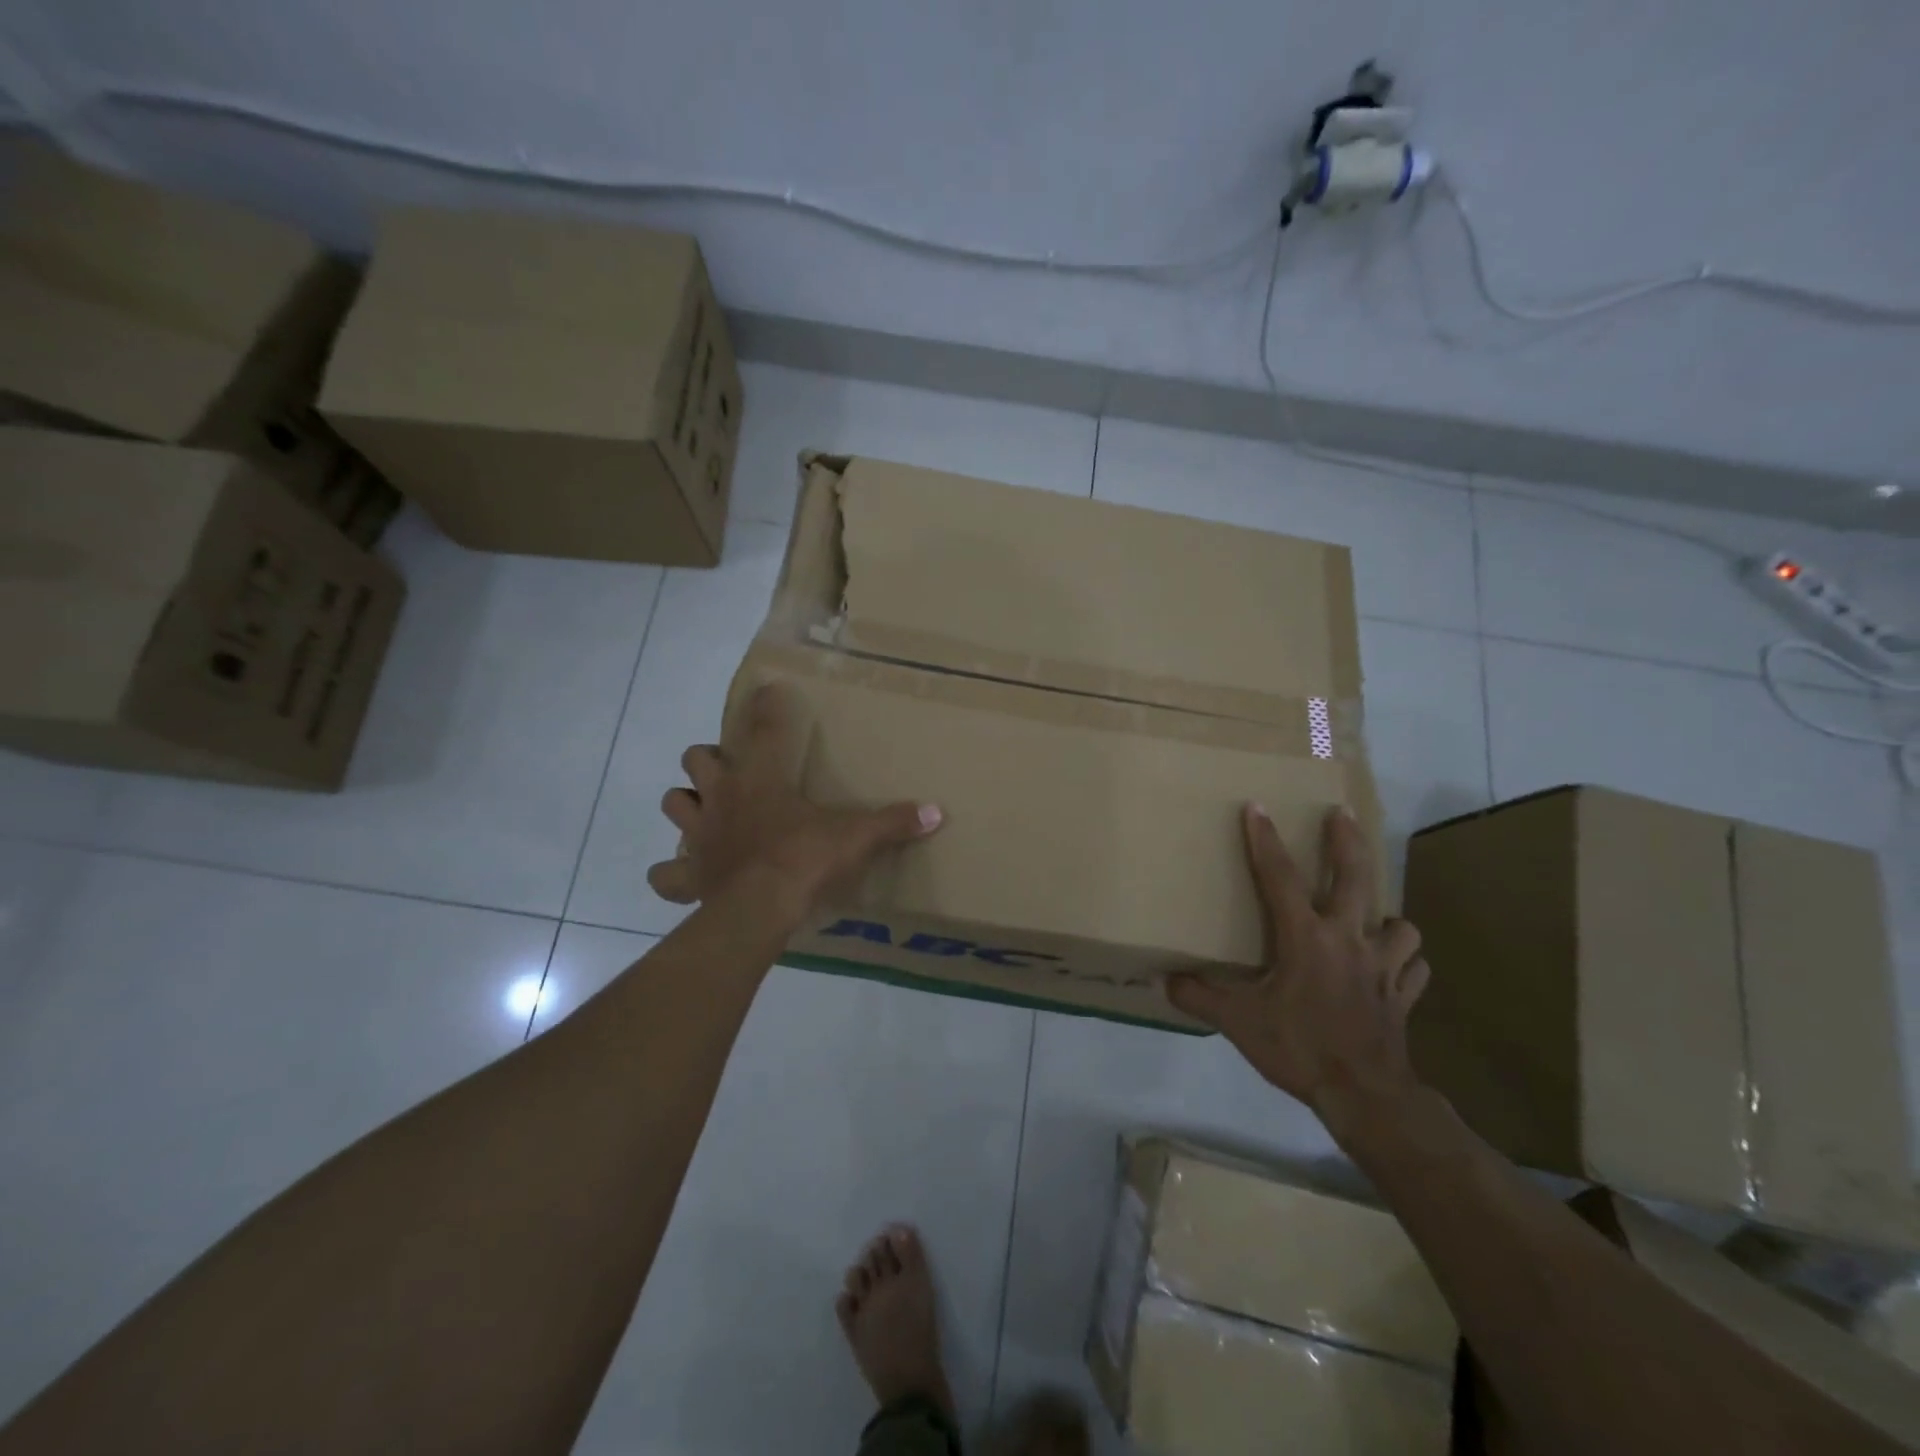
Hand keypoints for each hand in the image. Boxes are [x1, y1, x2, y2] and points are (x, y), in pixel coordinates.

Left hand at [647, 683, 942, 926]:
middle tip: (732, 771)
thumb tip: (937, 812)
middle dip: (709, 759)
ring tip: (706, 812)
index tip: (767, 689)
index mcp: (759, 779)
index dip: (765, 704)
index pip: (762, 727)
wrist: (761, 909)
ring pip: (674, 803)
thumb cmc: (805, 859)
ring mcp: (698, 835)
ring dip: (686, 803)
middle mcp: (721, 797)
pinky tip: (683, 874)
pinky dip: (671, 874)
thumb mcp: (855, 837)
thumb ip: (893, 822)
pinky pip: (665, 874)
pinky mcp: (688, 875)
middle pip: (697, 758)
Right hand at [1167, 804, 1428, 1131]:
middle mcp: (1348, 940)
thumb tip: (1163, 981)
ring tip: (1370, 917)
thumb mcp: (1238, 1022)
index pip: (1280, 877)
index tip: (1257, 807)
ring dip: (1385, 915)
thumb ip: (1199, 997)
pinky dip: (1404, 961)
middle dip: (1347, 841)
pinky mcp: (1402, 996)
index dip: (1265, 840)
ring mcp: (1383, 967)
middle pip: (1356, 877)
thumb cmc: (1299, 1048)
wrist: (1365, 1096)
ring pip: (1400, 924)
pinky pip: (1412, 968)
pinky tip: (1391, 965)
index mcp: (1306, 938)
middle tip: (1341, 814)